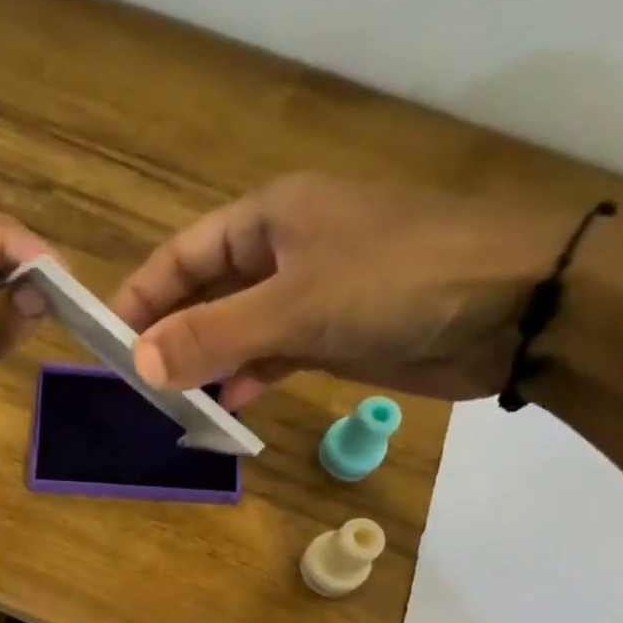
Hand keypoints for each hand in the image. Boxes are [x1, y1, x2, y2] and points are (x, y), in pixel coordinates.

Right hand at [109, 173, 570, 409]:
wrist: (515, 306)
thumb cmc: (398, 281)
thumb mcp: (294, 306)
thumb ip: (213, 336)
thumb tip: (139, 364)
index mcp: (270, 218)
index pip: (184, 255)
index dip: (142, 295)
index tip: (107, 340)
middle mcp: (285, 250)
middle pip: (207, 293)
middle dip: (171, 335)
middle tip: (135, 381)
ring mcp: (312, 294)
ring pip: (239, 330)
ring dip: (208, 363)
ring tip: (172, 401)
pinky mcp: (335, 334)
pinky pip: (275, 355)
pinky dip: (251, 378)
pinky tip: (231, 405)